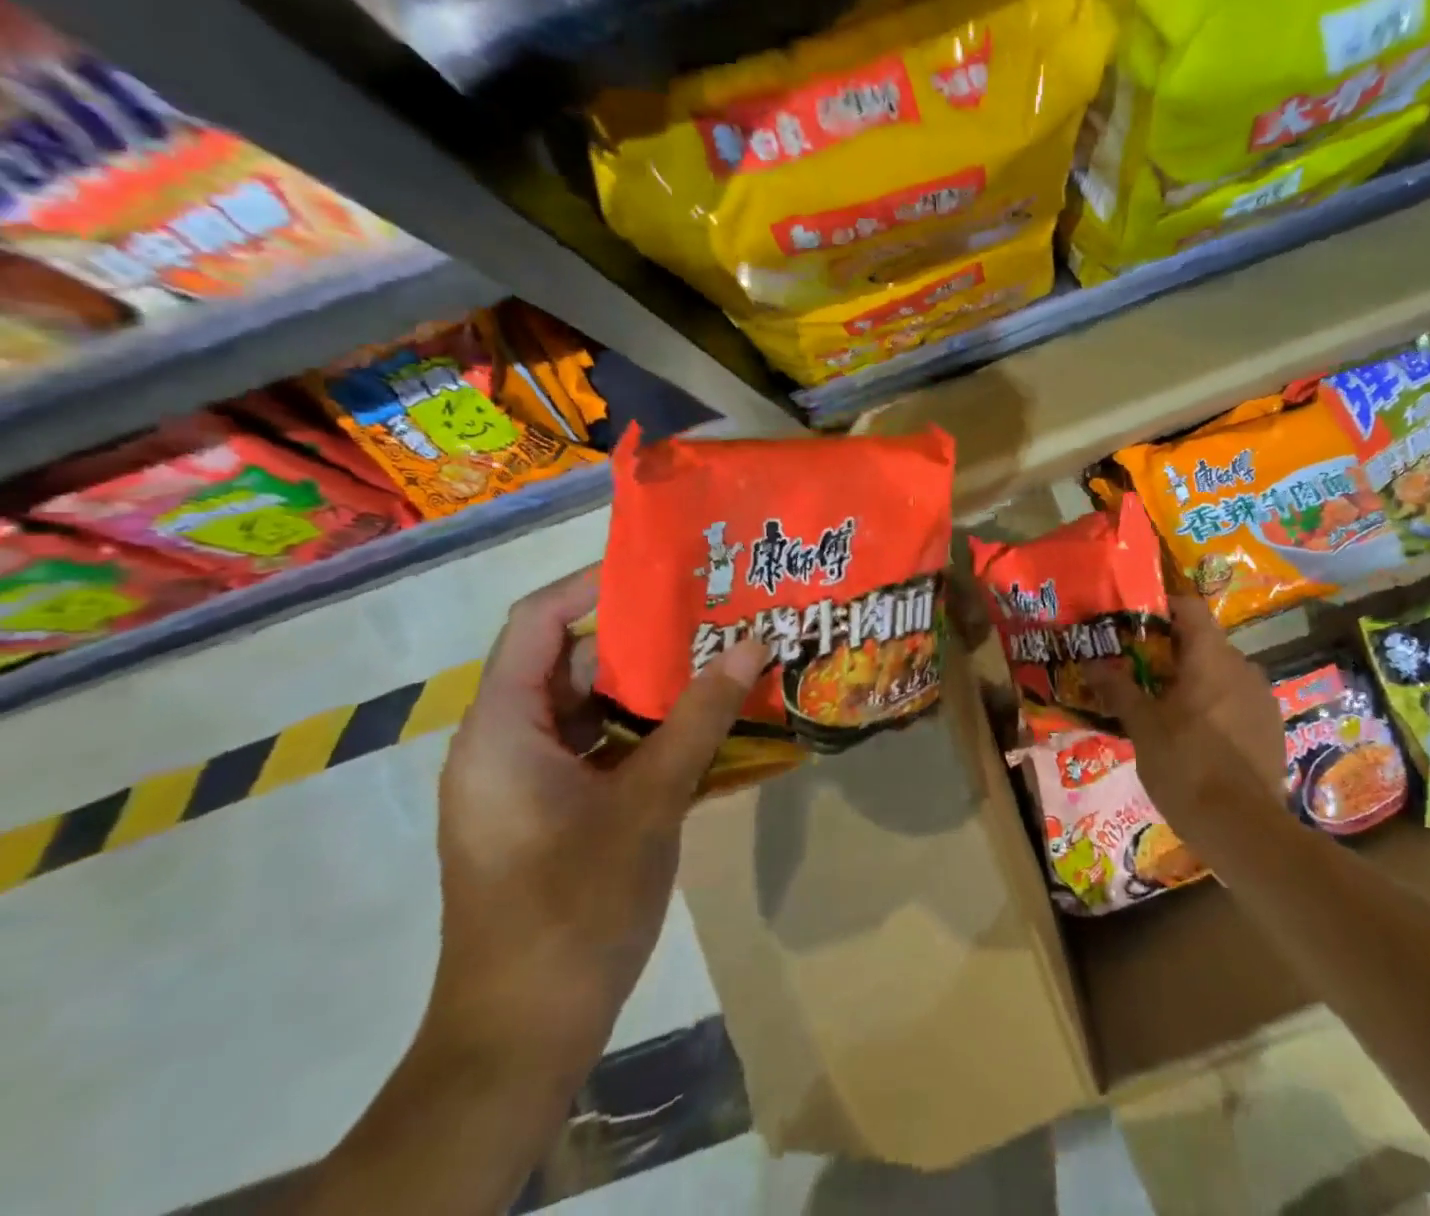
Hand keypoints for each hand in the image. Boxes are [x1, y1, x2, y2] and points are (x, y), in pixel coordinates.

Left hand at [430, 565, 768, 1080]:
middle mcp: (503, 744)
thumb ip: (700, 717)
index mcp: (501, 730)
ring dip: (645, 685)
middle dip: (638, 636)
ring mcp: (524, 781)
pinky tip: (697, 724)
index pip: (536, 622)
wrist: (523, 1036)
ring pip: (585, 707)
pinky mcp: (547, 811)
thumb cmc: (575, 908)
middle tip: (708, 611)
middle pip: (566, 662)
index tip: (663, 570)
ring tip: (713, 655)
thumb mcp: (649, 801)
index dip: (593, 585)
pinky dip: (639, 729)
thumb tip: (752, 643)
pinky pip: (593, 746)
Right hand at [1091, 595, 1286, 862]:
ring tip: (1165, 703)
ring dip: (1195, 679)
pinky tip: (1196, 733)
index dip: (1162, 606)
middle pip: (1204, 642)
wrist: (1244, 830)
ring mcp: (1262, 698)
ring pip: (1222, 673)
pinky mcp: (1272, 728)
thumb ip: (1118, 689)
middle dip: (1172, 650)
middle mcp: (1243, 667)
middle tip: (1140, 667)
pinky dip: (1215, 705)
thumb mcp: (1142, 727)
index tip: (1136, 619)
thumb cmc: (1186, 765)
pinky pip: (1237, 700)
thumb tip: (1091, 662)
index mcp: (1211, 658)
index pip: (1190, 608)